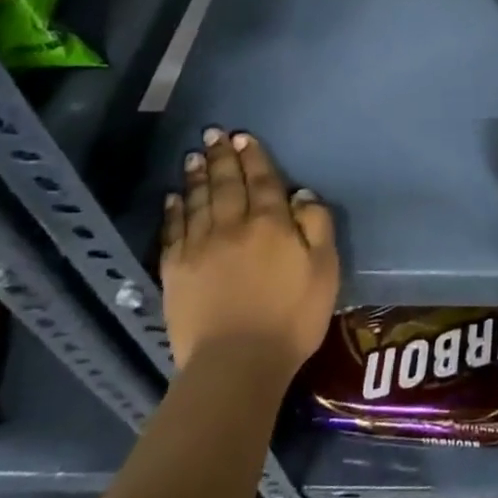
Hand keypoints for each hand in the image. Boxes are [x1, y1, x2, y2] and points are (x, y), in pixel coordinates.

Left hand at [160, 128, 339, 377]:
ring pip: (198, 201)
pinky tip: (173, 197)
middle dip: (221, 157)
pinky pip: (173, 231)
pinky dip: (174, 211)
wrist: (237, 363)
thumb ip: (317, 226)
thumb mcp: (324, 269)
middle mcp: (232, 226)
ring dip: (197, 176)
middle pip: (226, 184)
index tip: (244, 137)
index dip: (254, 157)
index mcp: (271, 224)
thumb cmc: (292, 317)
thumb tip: (301, 194)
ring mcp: (199, 248)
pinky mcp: (175, 272)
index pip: (262, 180)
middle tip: (213, 134)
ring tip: (194, 156)